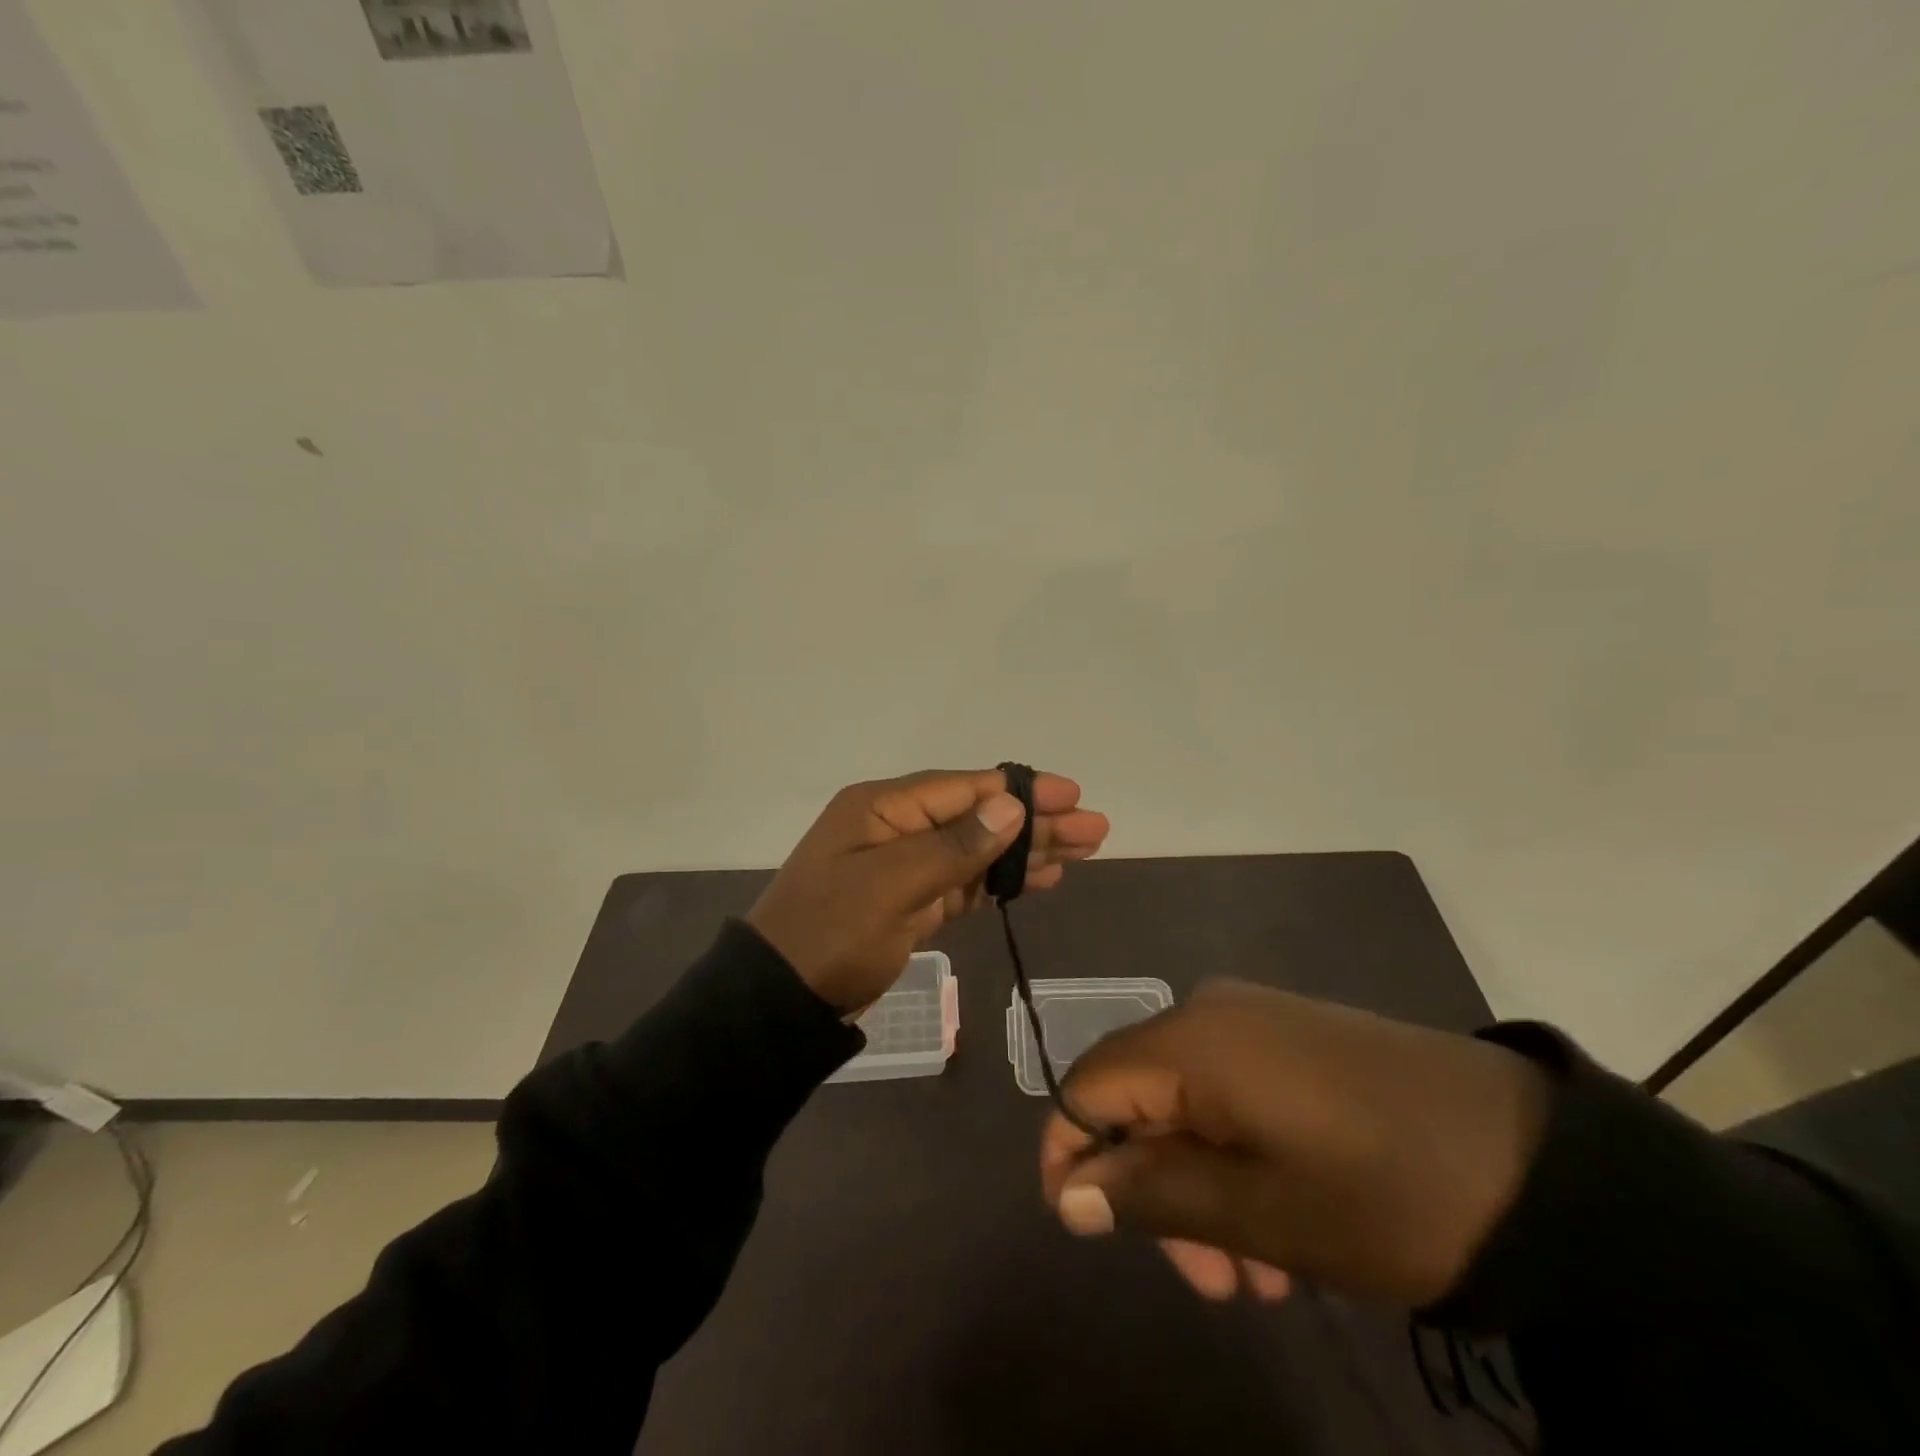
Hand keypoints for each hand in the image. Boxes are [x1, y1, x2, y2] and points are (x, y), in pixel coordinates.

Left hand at [747, 768, 1108, 1012]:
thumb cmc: (831, 934)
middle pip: (978, 817)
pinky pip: (965, 882)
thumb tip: (1010, 806)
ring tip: (1083, 851)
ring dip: (1027, 851)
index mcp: (884, 808)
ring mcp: (904, 866)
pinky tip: (1039, 879)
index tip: (1071, 794)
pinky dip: (1001, 881)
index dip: (1021, 791)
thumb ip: (954, 846)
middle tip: (1094, 828)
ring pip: (977, 850)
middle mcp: (897, 827)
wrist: (780, 1000)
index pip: (965, 789)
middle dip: (1036, 822)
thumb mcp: (891, 886)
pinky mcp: (910, 902)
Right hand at [1038, 980, 1551, 1306]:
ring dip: (1203, 1186)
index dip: (1071, 1154)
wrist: (1538, 1159)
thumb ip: (1152, 1196)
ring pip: (1188, 1102)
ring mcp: (1257, 1019)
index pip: (1087, 1085)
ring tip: (1263, 1274)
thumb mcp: (1263, 1213)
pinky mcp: (1294, 1036)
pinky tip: (1286, 1222)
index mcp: (1190, 1041)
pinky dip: (1237, 1155)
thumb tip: (1067, 1194)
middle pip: (1139, 1097)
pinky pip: (1233, 1089)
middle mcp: (1210, 1012)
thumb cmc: (1386, 1192)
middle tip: (1210, 1281)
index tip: (1085, 1228)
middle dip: (1154, 1189)